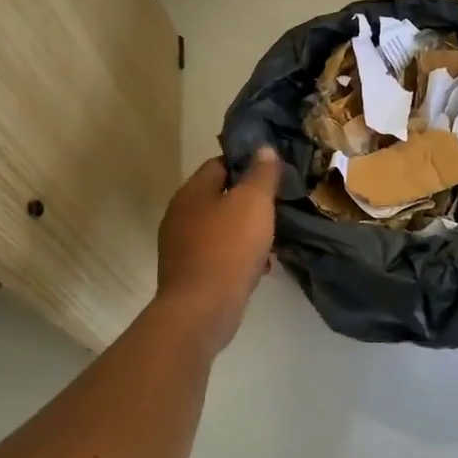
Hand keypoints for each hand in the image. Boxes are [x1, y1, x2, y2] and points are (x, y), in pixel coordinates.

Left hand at [155, 150, 282, 348]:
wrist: (201, 309)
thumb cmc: (229, 248)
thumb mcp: (254, 202)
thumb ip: (261, 173)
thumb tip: (263, 148)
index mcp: (192, 192)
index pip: (220, 163)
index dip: (247, 165)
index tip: (272, 175)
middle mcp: (180, 214)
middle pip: (219, 196)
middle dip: (248, 201)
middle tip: (276, 207)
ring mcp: (181, 245)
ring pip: (220, 227)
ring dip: (246, 230)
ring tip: (272, 239)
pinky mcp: (189, 272)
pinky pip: (218, 253)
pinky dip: (238, 255)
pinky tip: (260, 266)